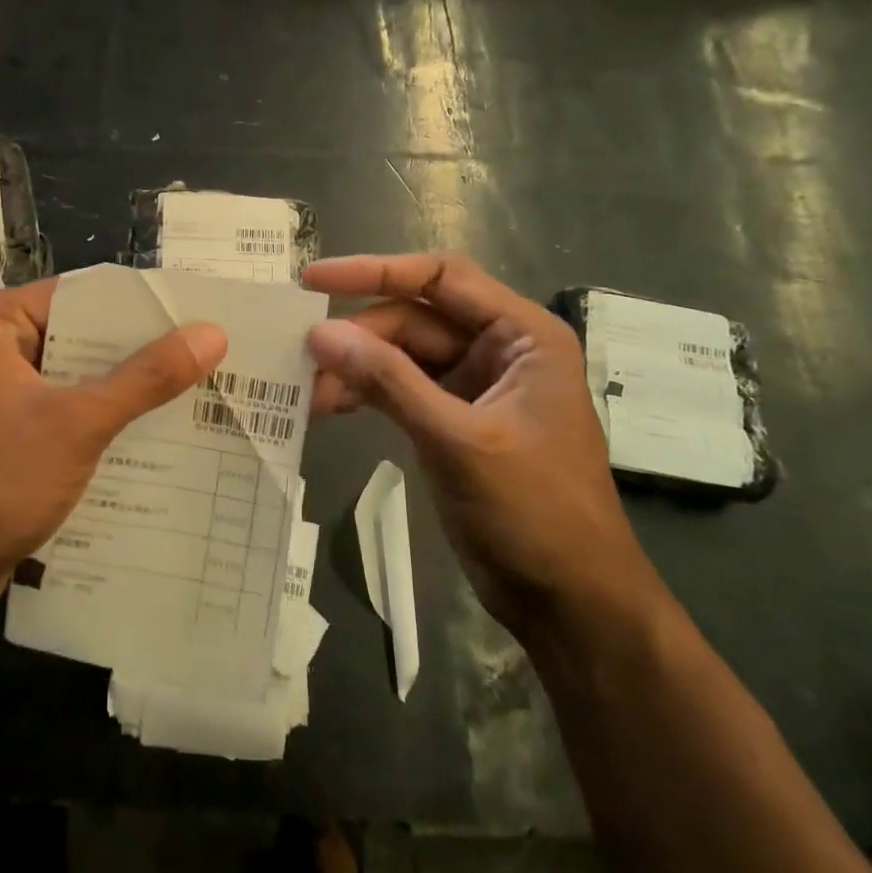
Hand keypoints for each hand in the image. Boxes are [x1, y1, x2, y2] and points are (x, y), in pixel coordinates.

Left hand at [0, 278, 226, 615]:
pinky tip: (149, 432)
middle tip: (206, 354)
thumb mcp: (79, 423)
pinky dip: (98, 419)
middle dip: (137, 351)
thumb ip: (146, 377)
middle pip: (77, 335)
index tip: (196, 314)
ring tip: (193, 389)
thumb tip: (212, 333)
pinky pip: (60, 410)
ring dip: (122, 388)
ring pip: (72, 377)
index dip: (139, 304)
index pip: (79, 295)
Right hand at [302, 253, 660, 635]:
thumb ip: (388, 381)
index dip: (376, 271)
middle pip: (414, 319)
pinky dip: (367, 396)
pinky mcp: (454, 422)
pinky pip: (401, 391)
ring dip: (356, 370)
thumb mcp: (456, 439)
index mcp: (523, 335)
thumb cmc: (533, 511)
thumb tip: (319, 333)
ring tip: (308, 394)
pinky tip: (328, 408)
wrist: (570, 601)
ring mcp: (475, 387)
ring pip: (402, 357)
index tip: (314, 280)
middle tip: (301, 358)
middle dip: (359, 338)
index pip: (441, 278)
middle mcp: (500, 349)